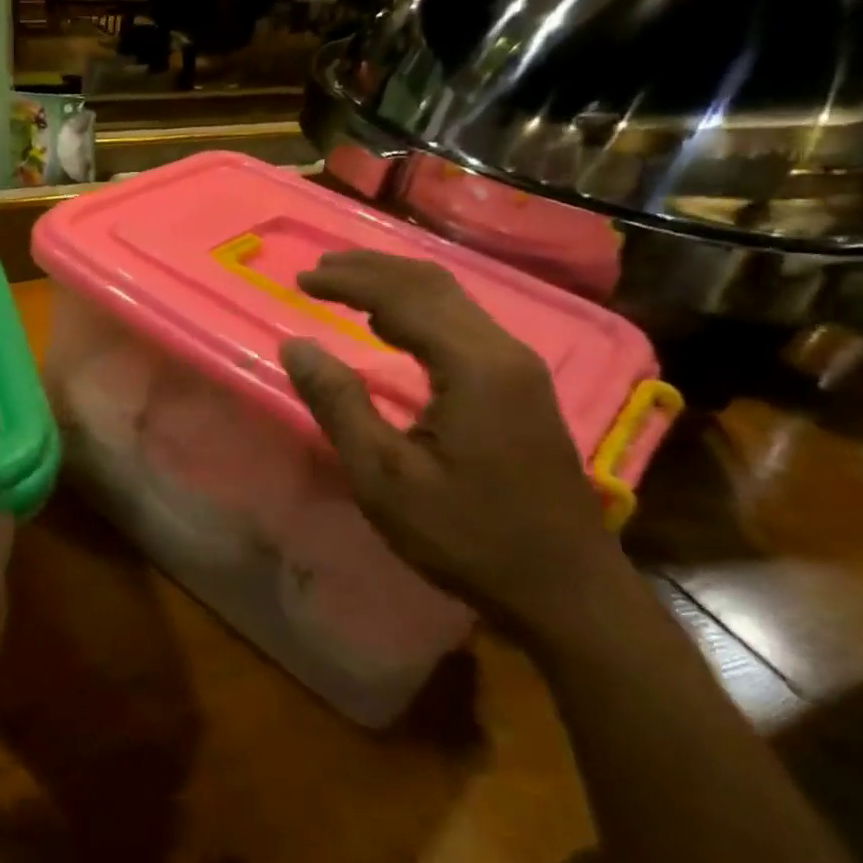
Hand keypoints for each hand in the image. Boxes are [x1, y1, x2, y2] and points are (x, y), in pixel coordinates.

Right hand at [277, 251, 629, 640]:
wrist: (567, 592)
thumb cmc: (468, 537)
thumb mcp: (384, 477)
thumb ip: (339, 404)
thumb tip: (296, 345)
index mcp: (473, 366)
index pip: (402, 297)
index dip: (347, 282)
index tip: (300, 281)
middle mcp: (502, 351)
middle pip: (432, 284)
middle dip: (371, 269)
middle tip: (318, 270)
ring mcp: (519, 368)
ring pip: (452, 299)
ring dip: (395, 283)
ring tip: (346, 284)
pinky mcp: (523, 387)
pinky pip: (463, 323)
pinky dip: (419, 308)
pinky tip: (393, 325)